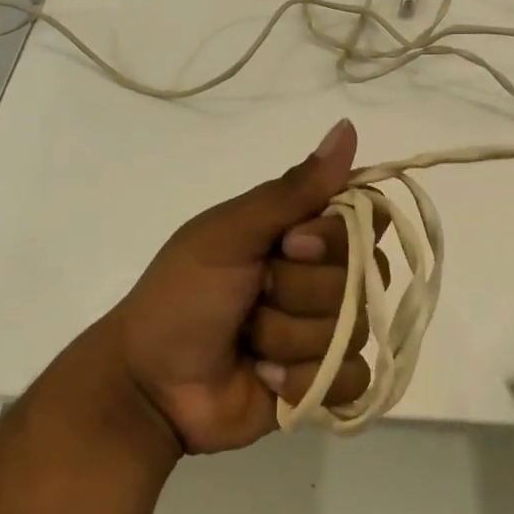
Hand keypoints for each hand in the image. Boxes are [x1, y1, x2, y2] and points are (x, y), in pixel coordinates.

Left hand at [106, 118, 376, 453]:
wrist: (149, 385)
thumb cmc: (183, 295)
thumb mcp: (230, 234)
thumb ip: (293, 190)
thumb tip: (347, 127)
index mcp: (301, 230)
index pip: (363, 217)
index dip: (335, 234)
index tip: (290, 243)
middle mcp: (322, 274)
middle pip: (363, 274)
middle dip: (299, 290)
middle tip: (254, 293)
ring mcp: (327, 329)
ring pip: (354, 327)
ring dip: (289, 336)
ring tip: (248, 340)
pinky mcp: (326, 381)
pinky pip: (352, 378)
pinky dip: (304, 379)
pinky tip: (266, 376)